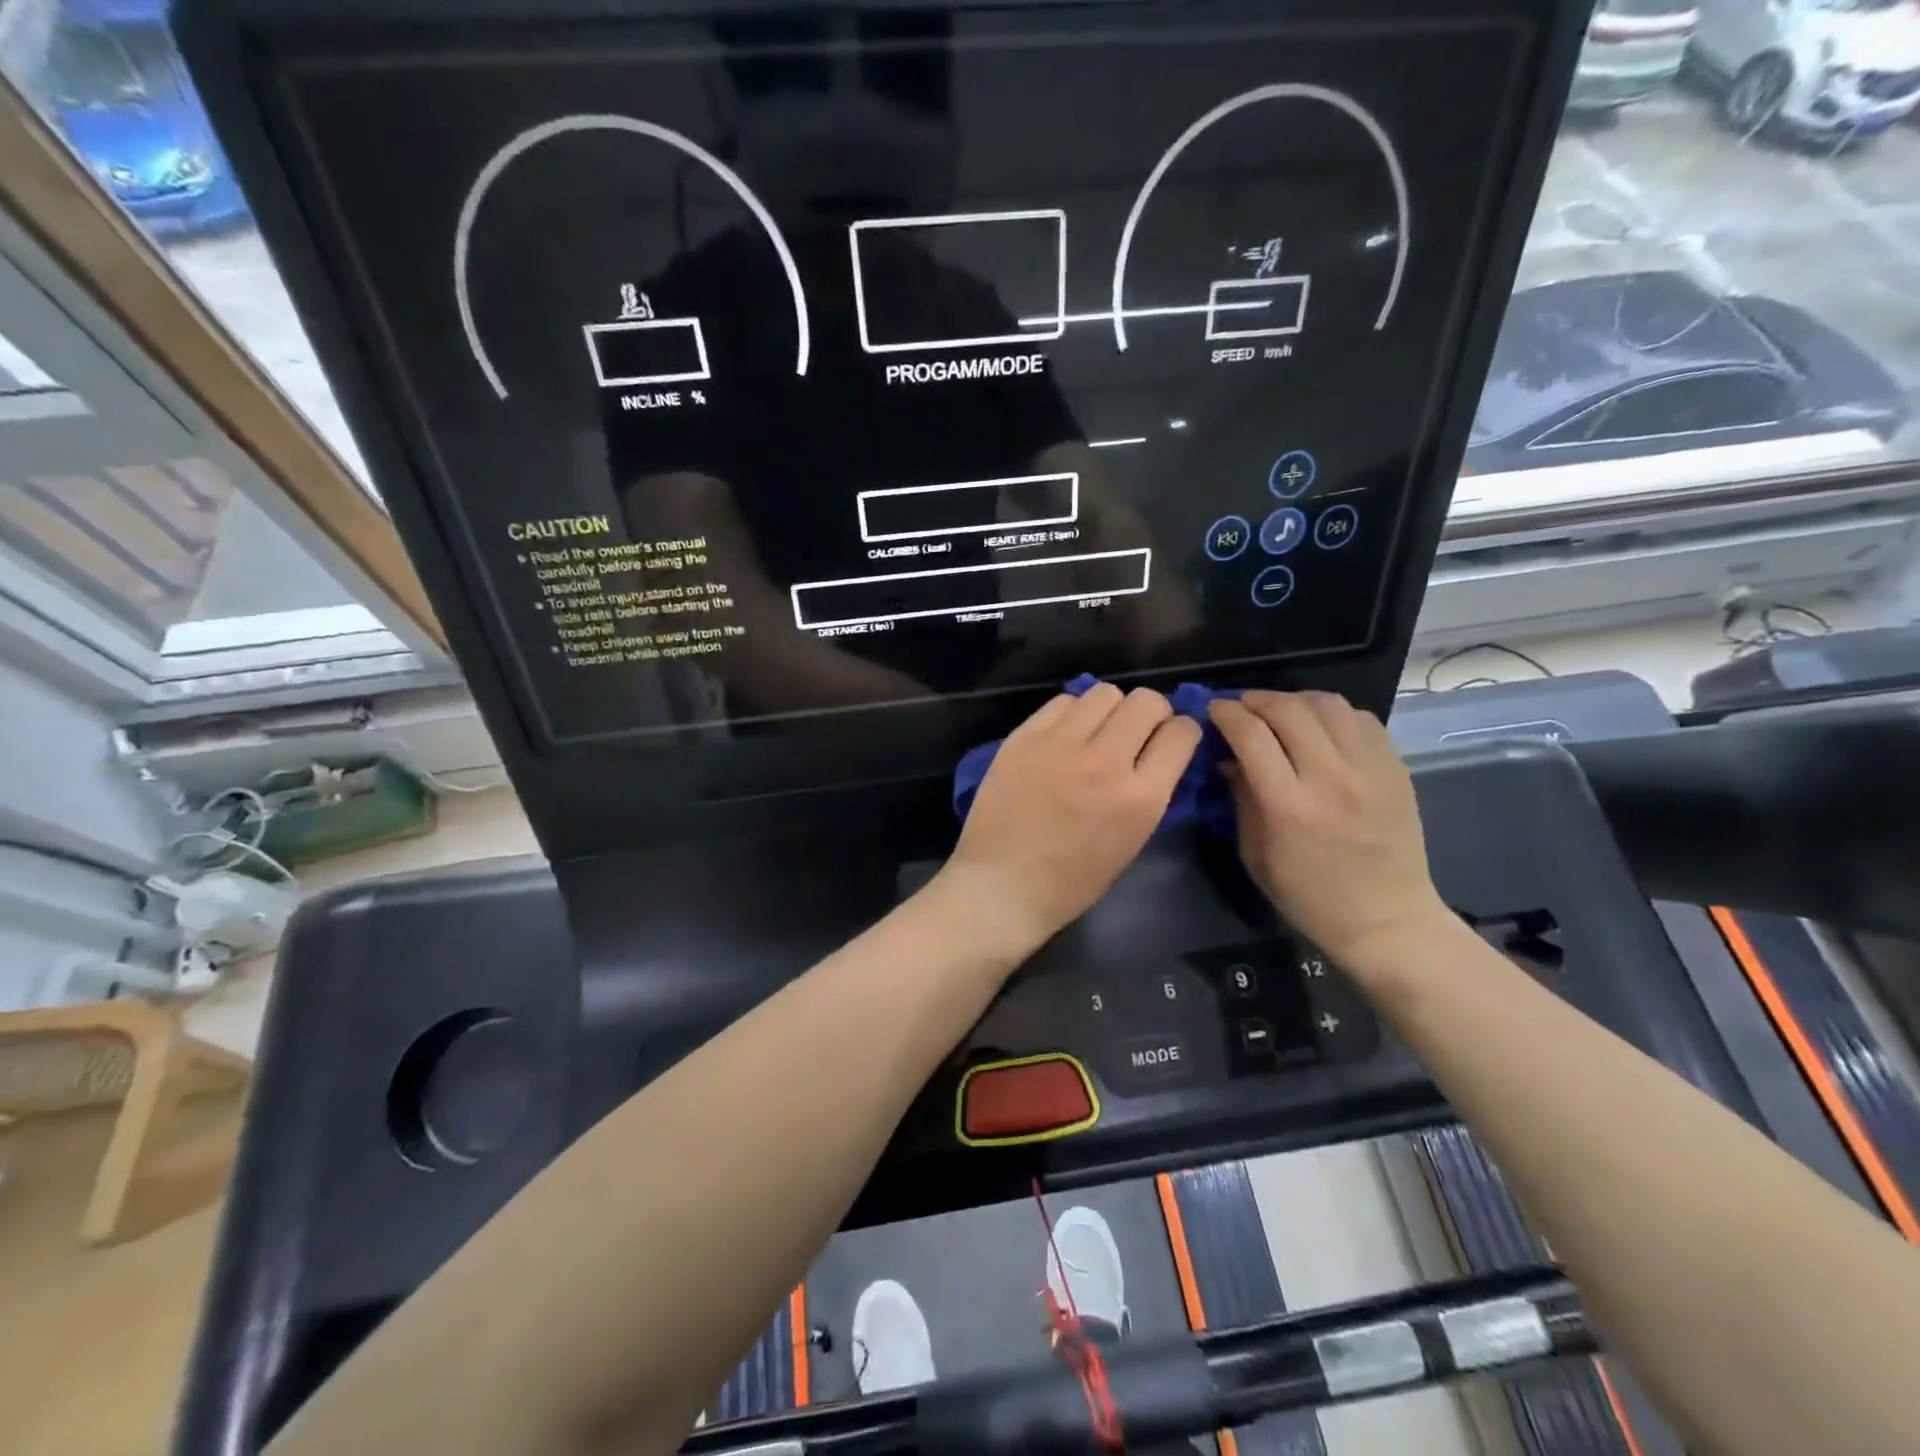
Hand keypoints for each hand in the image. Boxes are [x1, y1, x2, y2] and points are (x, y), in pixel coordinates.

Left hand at [938, 684, 1202, 958]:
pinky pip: (1063, 702)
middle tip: (1136, 733)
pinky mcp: (1024, 737)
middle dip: (1151, 714)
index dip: (1181, 733)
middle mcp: (1106, 761)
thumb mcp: (1131, 842)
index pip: (1182, 732)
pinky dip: (1072, 713)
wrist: (1001, 886)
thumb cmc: (1071, 882)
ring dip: (1111, 710)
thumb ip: (1150, 793)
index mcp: (1141, 798)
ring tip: (1097, 732)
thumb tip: (1158, 756)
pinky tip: (1064, 736)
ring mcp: (1061, 744)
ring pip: (1105, 692)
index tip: (1170, 741)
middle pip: (1146, 701)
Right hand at [1208, 691, 1450, 969]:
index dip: (1226, 714)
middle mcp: (1332, 778)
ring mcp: (1370, 770)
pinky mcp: (1396, 769)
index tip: (1213, 708)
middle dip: (1256, 700)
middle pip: (1288, 710)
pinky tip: (1318, 726)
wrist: (1388, 920)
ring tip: (1278, 711)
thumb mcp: (1256, 855)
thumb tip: (1228, 758)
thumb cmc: (1309, 897)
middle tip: (1240, 706)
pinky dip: (1332, 713)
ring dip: (1294, 700)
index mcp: (1290, 806)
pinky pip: (1361, 719)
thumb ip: (1242, 799)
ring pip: (1328, 705)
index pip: (1252, 735)